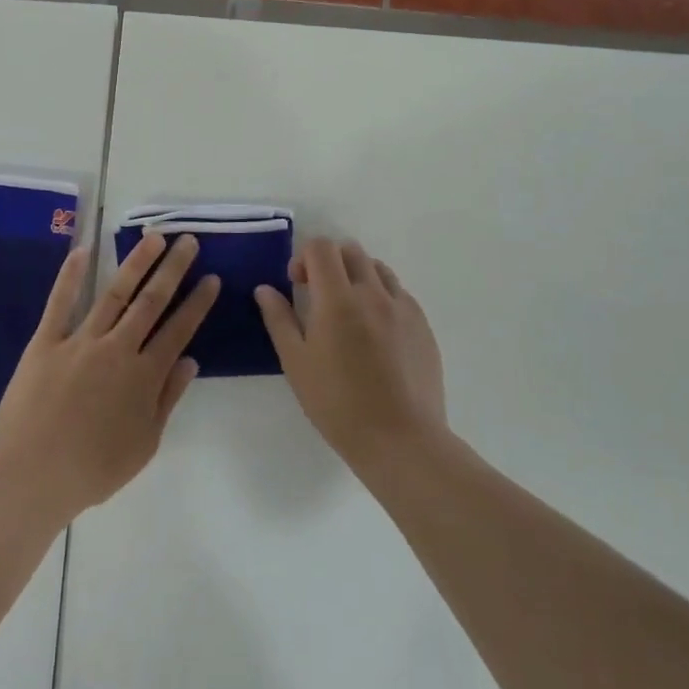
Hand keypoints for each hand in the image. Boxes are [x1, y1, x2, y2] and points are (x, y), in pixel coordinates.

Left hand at [0, 233, 217, 518]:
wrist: (34, 475)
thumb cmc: (93, 469)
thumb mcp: (144, 444)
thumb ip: (167, 398)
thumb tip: (191, 361)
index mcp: (144, 376)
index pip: (178, 331)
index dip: (197, 303)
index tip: (211, 278)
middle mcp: (117, 349)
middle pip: (151, 302)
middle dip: (173, 270)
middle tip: (188, 241)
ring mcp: (80, 341)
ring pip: (114, 294)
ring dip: (136, 263)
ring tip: (153, 238)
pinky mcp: (46, 342)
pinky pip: (60, 303)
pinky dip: (70, 275)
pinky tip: (81, 250)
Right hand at [255, 238, 447, 472]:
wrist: (401, 440)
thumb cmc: (338, 404)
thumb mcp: (296, 363)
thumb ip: (279, 319)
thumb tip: (265, 289)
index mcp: (338, 299)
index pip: (321, 248)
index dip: (303, 257)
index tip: (296, 284)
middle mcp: (373, 293)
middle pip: (350, 250)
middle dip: (329, 262)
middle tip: (318, 295)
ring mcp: (403, 308)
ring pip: (378, 268)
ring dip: (357, 276)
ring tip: (349, 311)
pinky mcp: (423, 325)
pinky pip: (399, 293)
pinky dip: (382, 297)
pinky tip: (375, 332)